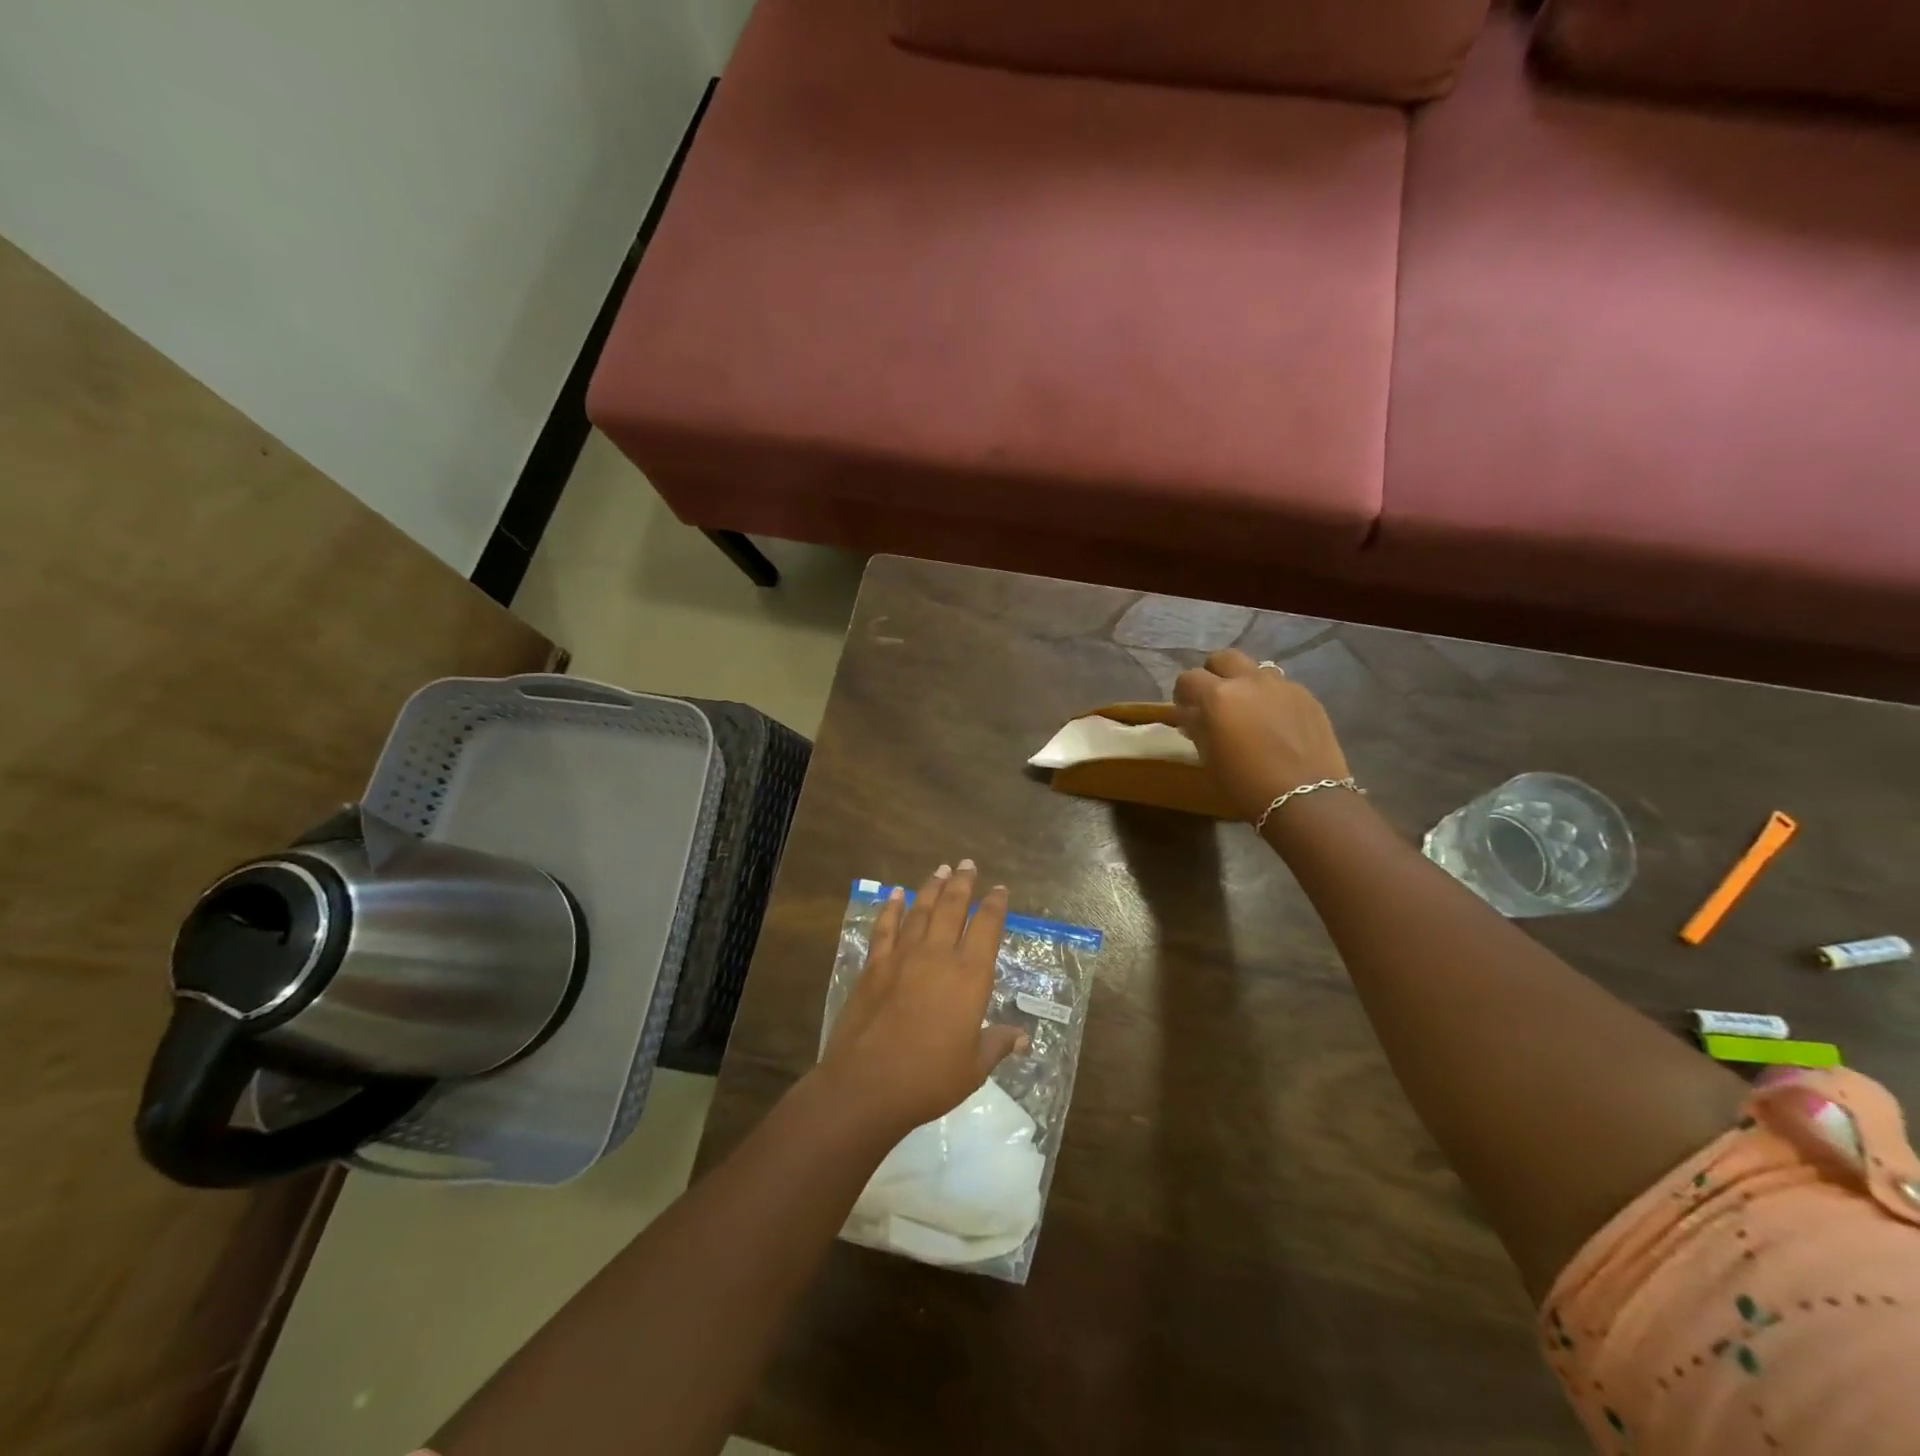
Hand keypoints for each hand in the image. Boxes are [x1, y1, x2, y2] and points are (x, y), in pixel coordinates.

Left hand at [817, 861, 1027, 1140]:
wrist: (867, 1084)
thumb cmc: (929, 1078)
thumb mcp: (973, 1067)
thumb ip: (997, 1044)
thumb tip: (1023, 1038)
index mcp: (969, 976)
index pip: (986, 928)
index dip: (994, 905)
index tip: (999, 889)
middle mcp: (937, 955)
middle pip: (952, 907)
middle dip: (962, 883)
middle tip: (967, 864)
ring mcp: (902, 956)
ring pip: (920, 911)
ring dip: (931, 887)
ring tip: (940, 869)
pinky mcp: (874, 965)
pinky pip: (885, 927)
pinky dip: (890, 907)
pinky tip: (895, 893)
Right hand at [1172, 649, 1350, 822]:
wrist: (1306, 798)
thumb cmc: (1246, 783)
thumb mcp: (1209, 757)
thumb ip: (1197, 727)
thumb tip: (1190, 714)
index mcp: (1218, 696)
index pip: (1188, 678)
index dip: (1182, 692)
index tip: (1185, 709)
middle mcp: (1249, 681)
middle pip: (1223, 658)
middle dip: (1214, 674)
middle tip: (1214, 700)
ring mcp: (1282, 685)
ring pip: (1255, 669)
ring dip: (1245, 683)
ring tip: (1248, 710)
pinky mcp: (1307, 696)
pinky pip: (1281, 687)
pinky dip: (1271, 698)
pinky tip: (1275, 723)